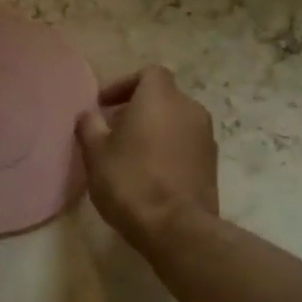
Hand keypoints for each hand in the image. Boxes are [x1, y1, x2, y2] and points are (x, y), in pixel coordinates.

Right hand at [76, 66, 217, 246]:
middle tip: (113, 132)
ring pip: (176, 121)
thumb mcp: (95, 153)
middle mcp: (189, 109)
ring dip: (154, 130)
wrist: (177, 227)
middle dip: (138, 109)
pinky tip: (150, 173)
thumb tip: (89, 115)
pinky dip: (169, 149)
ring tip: (130, 155)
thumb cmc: (130, 181)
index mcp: (160, 98)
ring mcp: (205, 136)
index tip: (104, 106)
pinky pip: (186, 144)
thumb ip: (89, 126)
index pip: (149, 73)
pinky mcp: (212, 163)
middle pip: (163, 98)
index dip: (125, 85)